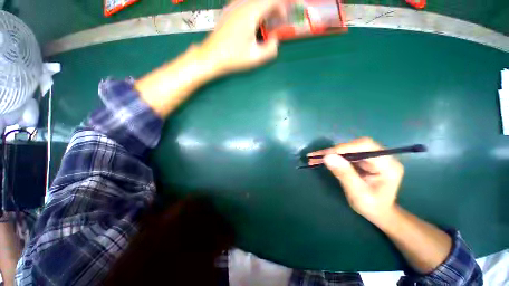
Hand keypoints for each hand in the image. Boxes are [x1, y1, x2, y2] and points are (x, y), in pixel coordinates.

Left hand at [198, 0, 286, 74]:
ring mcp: (232, 7)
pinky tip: (251, 25)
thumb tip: (275, 41)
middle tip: (275, 23)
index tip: (283, 20)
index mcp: (250, 12)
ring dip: (262, 10)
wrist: (211, 57)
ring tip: (264, 25)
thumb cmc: (233, 58)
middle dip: (272, 8)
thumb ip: (270, 50)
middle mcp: (241, 5)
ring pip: (253, 1)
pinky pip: (244, 5)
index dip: (281, 7)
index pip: (271, 0)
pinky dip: (253, 11)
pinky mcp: (227, 12)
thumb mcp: (255, 58)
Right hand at [308, 137, 403, 222]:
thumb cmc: (372, 207)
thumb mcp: (358, 193)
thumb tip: (327, 157)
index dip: (344, 148)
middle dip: (334, 150)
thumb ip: (344, 174)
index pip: (365, 146)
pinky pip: (346, 154)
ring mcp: (372, 157)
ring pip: (348, 149)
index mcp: (387, 164)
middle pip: (355, 145)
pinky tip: (321, 159)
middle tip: (315, 156)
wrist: (379, 213)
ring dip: (330, 153)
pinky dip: (332, 157)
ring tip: (314, 158)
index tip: (325, 154)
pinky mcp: (363, 160)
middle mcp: (381, 157)